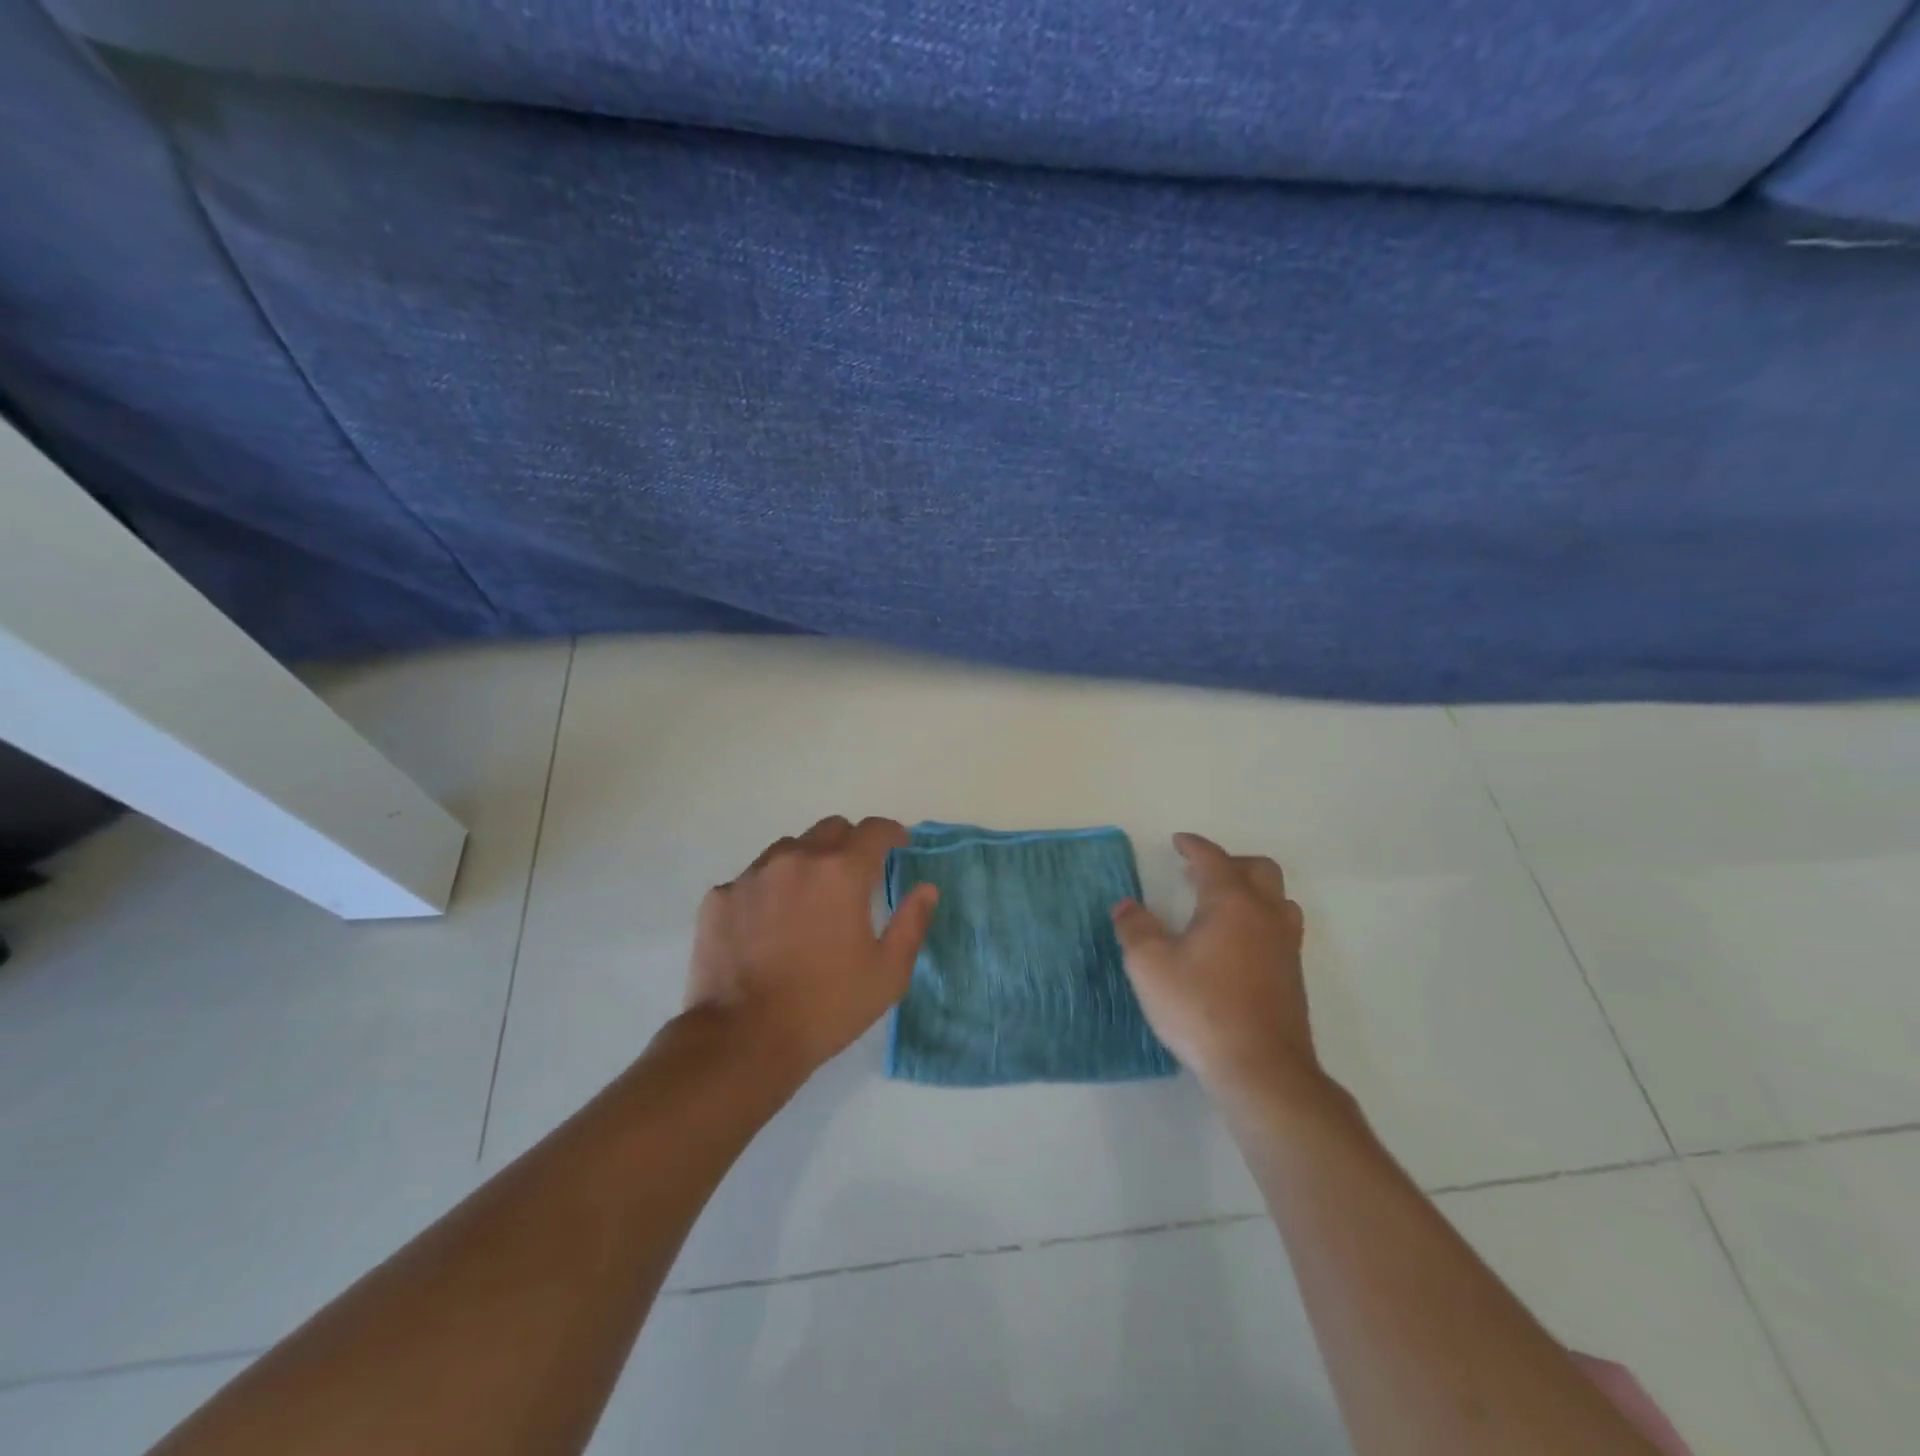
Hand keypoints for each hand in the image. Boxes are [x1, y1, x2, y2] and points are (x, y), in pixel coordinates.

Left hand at [686, 816, 938, 1082]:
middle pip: (830, 829)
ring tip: (808, 899)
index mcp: (841, 872)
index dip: (892, 834)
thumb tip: (925, 889)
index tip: (899, 847)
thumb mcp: (888, 973)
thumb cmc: (826, 1006)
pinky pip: (752, 879)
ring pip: (788, 849)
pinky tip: (768, 925)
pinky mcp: (720, 897)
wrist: (743, 1039)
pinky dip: (769, 890)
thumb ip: (911, 923)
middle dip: (850, 844)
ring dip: (807, 862)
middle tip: (856, 876)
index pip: (875, 830)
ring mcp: (752, 875)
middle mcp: (796, 859)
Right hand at [1112, 833, 1316, 1099]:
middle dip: (1230, 862)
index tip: (1179, 842)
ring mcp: (1286, 947)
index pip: (1214, 860)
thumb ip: (1135, 929)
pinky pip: (1281, 928)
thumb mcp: (1150, 966)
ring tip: (1222, 906)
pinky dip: (1259, 920)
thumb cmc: (1202, 1008)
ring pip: (1278, 899)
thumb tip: (1127, 906)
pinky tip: (1236, 945)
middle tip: (1200, 873)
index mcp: (1232, 903)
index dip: (1194, 846)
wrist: (1262, 1070)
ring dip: (1252, 891)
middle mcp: (1265, 916)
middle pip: (1260, 870)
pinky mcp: (1293, 977)